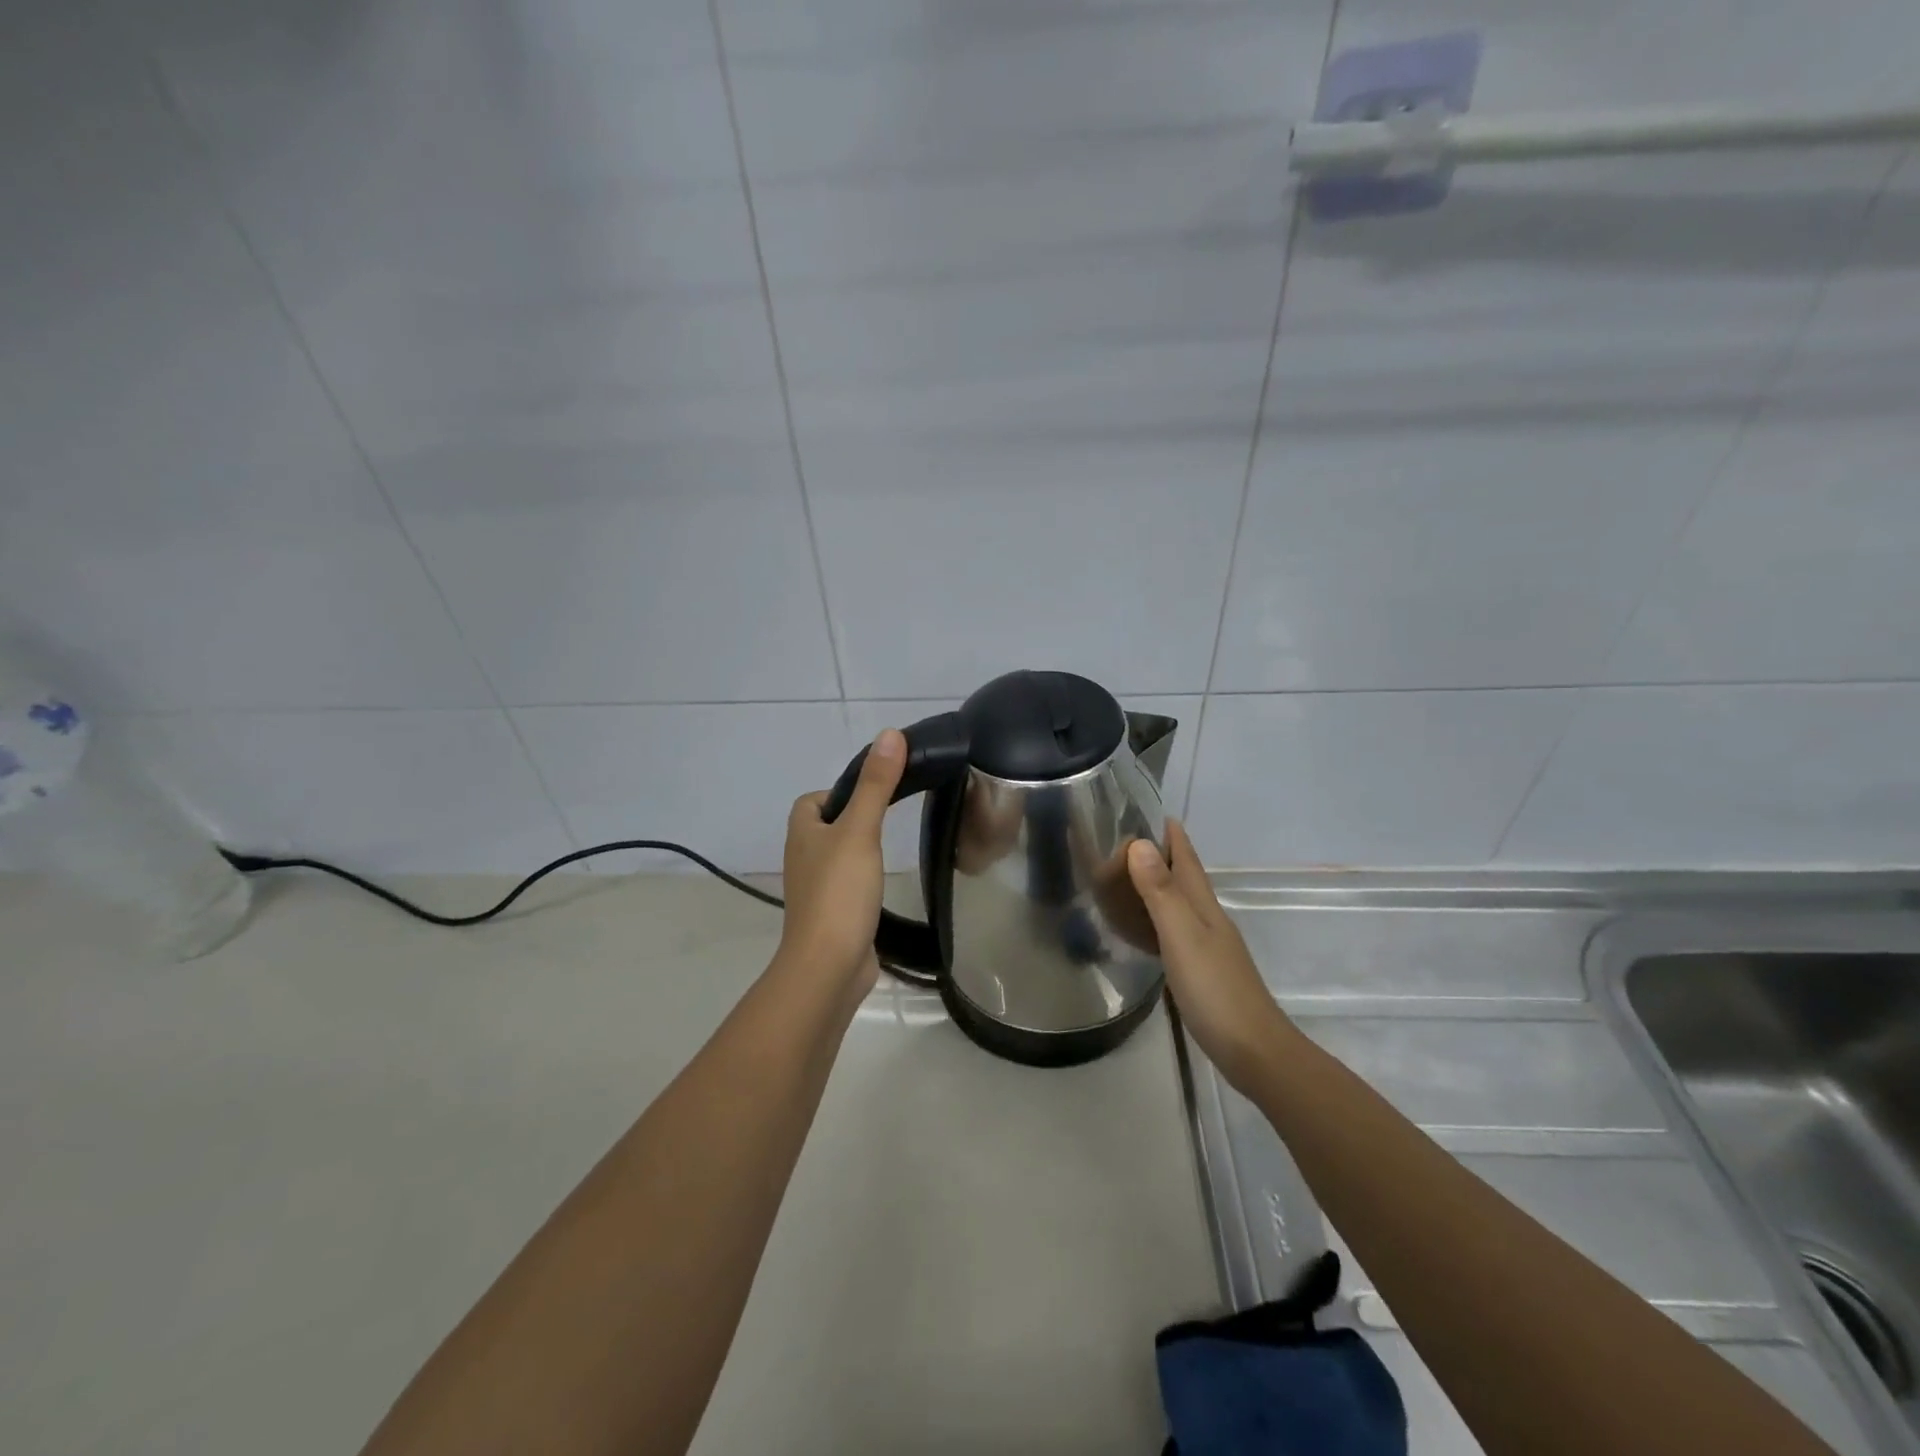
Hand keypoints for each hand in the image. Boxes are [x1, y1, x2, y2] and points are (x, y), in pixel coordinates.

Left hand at [778, 729, 905, 993]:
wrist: (829, 966)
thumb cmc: (839, 891)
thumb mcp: (860, 830)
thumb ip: (876, 785)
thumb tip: (889, 734)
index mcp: (802, 833)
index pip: (812, 800)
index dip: (838, 791)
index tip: (873, 794)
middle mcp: (803, 859)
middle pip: (826, 827)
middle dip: (853, 819)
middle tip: (889, 819)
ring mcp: (816, 890)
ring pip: (837, 858)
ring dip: (859, 851)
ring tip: (891, 849)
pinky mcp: (832, 916)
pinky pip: (847, 887)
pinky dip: (863, 882)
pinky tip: (884, 885)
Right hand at [1126, 819, 1296, 1091]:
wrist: (1253, 1050)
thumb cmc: (1215, 989)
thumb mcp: (1182, 936)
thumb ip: (1161, 892)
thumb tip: (1141, 843)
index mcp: (1204, 906)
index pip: (1187, 859)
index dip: (1172, 835)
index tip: (1150, 810)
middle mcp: (1208, 920)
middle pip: (1185, 878)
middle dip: (1162, 855)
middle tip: (1126, 841)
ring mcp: (1208, 947)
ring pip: (1180, 904)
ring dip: (1159, 886)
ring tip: (1129, 878)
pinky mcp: (1202, 972)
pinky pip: (1174, 932)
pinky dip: (1157, 920)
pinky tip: (1146, 930)